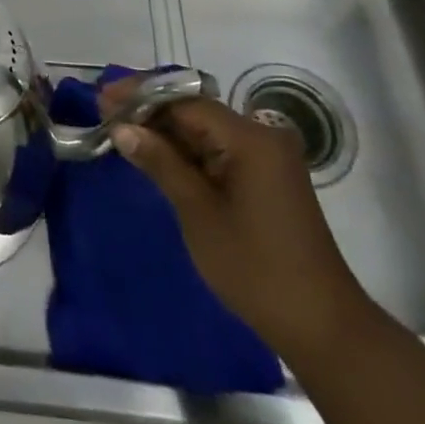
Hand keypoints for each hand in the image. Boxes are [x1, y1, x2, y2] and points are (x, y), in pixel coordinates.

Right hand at [101, 84, 376, 359]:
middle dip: (149, 111)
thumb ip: (160, 162)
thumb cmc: (255, 268)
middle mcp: (261, 136)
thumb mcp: (198, 213)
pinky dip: (186, 152)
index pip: (185, 101)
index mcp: (250, 138)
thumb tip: (121, 128)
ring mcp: (266, 158)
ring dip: (165, 131)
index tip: (102, 99)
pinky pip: (218, 151)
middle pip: (195, 111)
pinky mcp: (265, 178)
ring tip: (120, 130)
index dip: (141, 97)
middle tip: (104, 113)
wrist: (322, 326)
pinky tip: (155, 154)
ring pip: (205, 131)